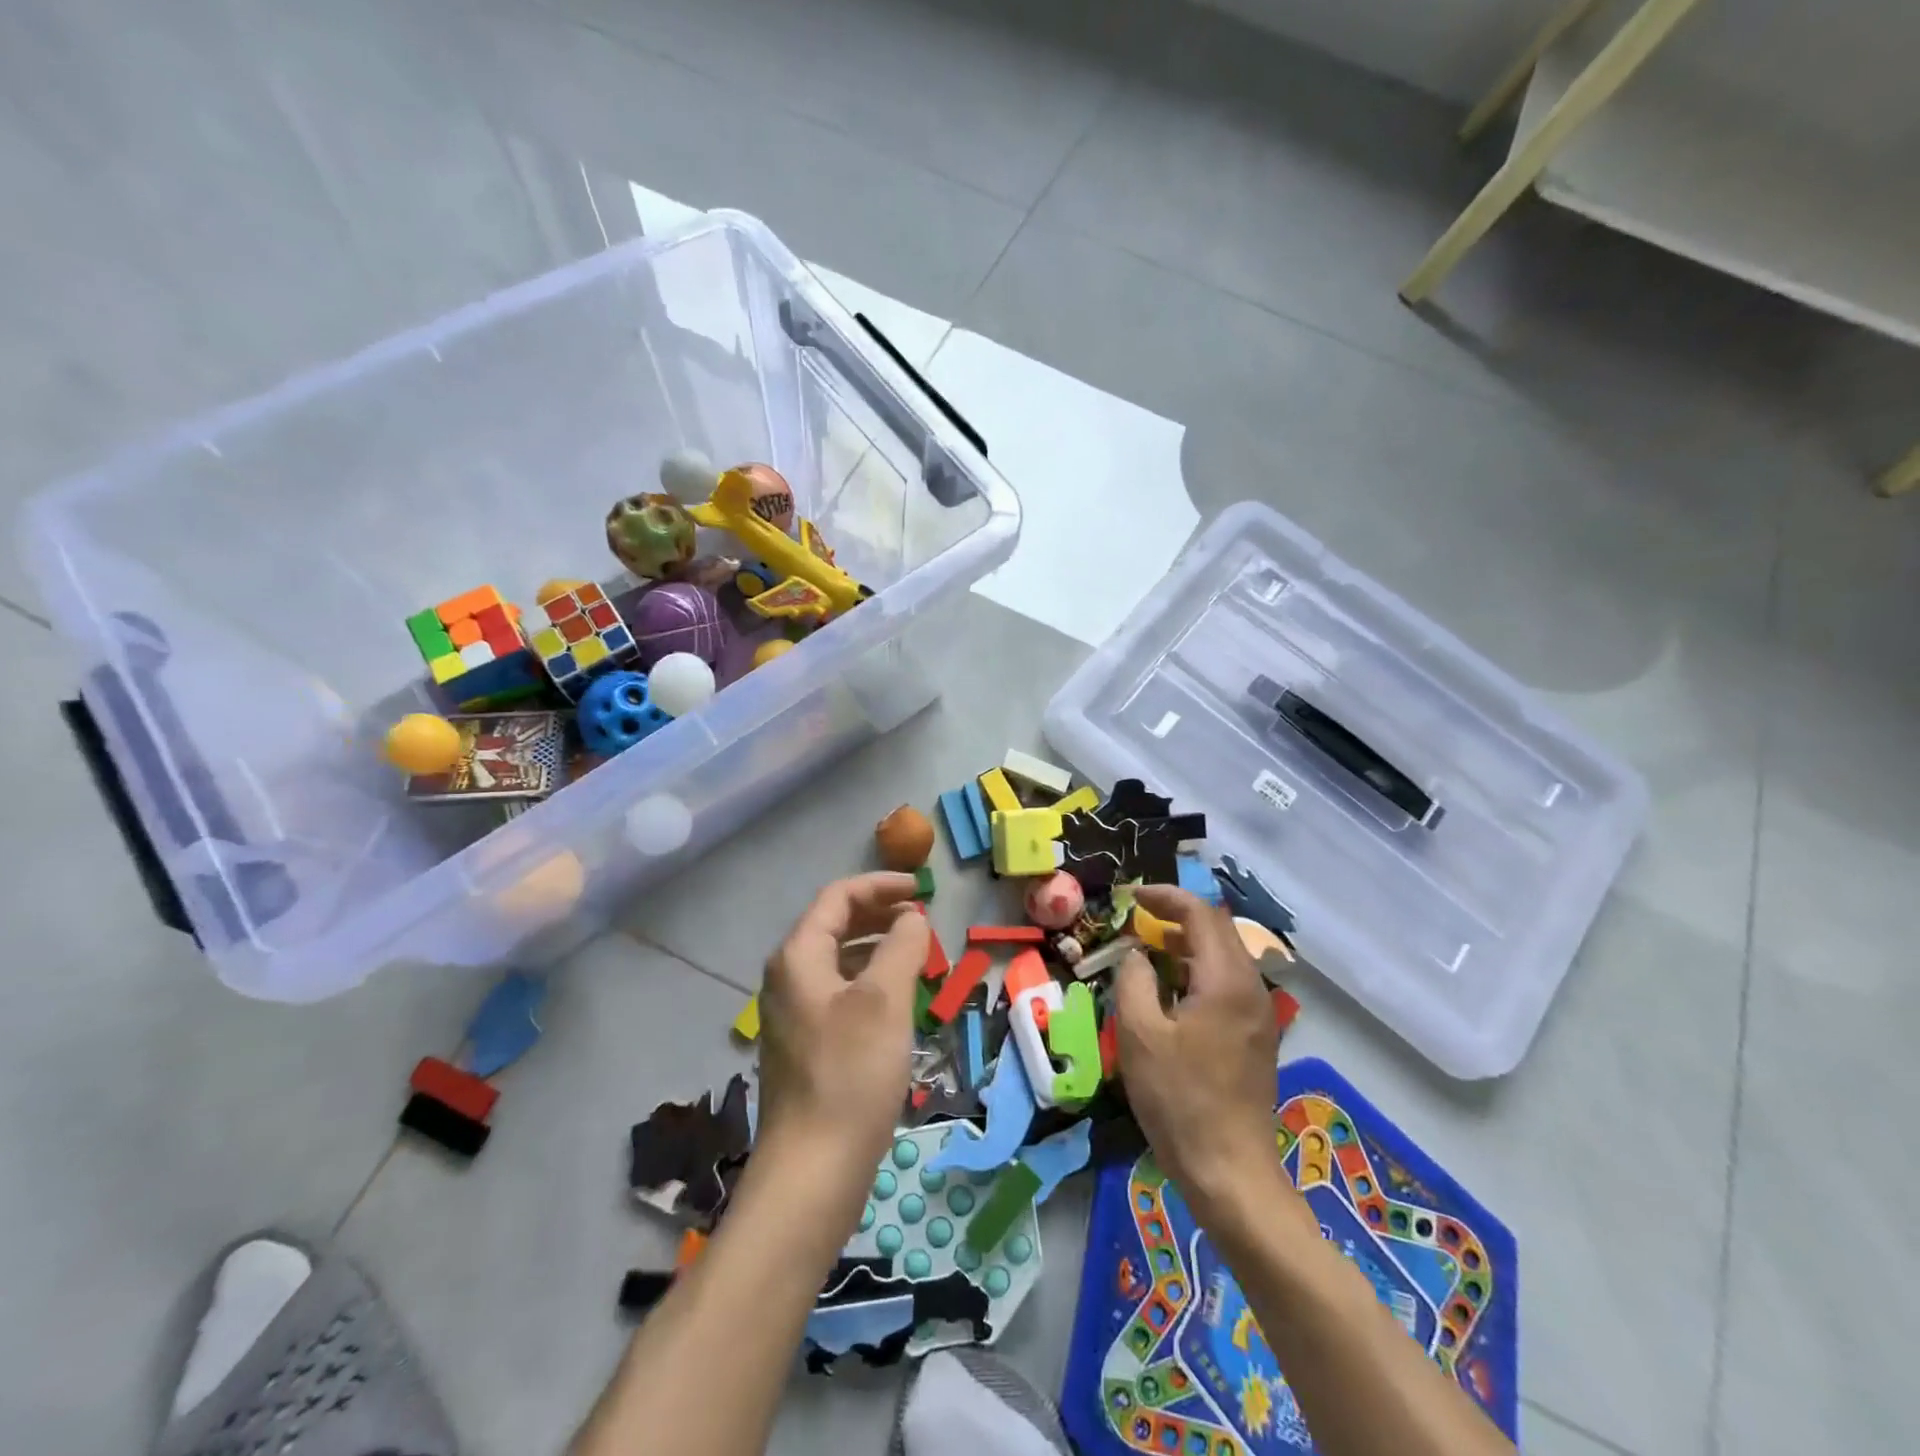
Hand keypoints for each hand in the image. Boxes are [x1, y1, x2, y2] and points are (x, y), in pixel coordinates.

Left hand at [756, 873, 927, 1217]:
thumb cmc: (850, 1074)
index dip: (880, 885)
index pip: (838, 897)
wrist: (813, 1170)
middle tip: (921, 919)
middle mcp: (788, 978)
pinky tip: (897, 1002)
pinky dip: (869, 982)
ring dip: (877, 948)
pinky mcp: (806, 1046)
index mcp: (798, 957)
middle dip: (880, 914)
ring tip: (917, 956)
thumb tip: (911, 918)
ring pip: (839, 961)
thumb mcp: (884, 1000)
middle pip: (835, 925)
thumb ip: (901, 946)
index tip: (921, 890)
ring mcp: (794, 1014)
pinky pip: (840, 993)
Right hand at [1114, 885, 1286, 1218]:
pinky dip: (1199, 970)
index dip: (1165, 898)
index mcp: (1226, 981)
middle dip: (1177, 917)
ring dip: (1188, 944)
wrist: (1230, 1172)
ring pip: (1225, 956)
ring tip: (1149, 951)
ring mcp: (1259, 1014)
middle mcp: (1251, 988)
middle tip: (1138, 921)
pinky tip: (1173, 991)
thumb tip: (1136, 954)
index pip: (1201, 914)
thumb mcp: (1139, 1034)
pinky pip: (1228, 983)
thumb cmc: (1179, 1099)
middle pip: (1218, 930)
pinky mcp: (1256, 1037)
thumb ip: (1133, 979)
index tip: (1131, 898)